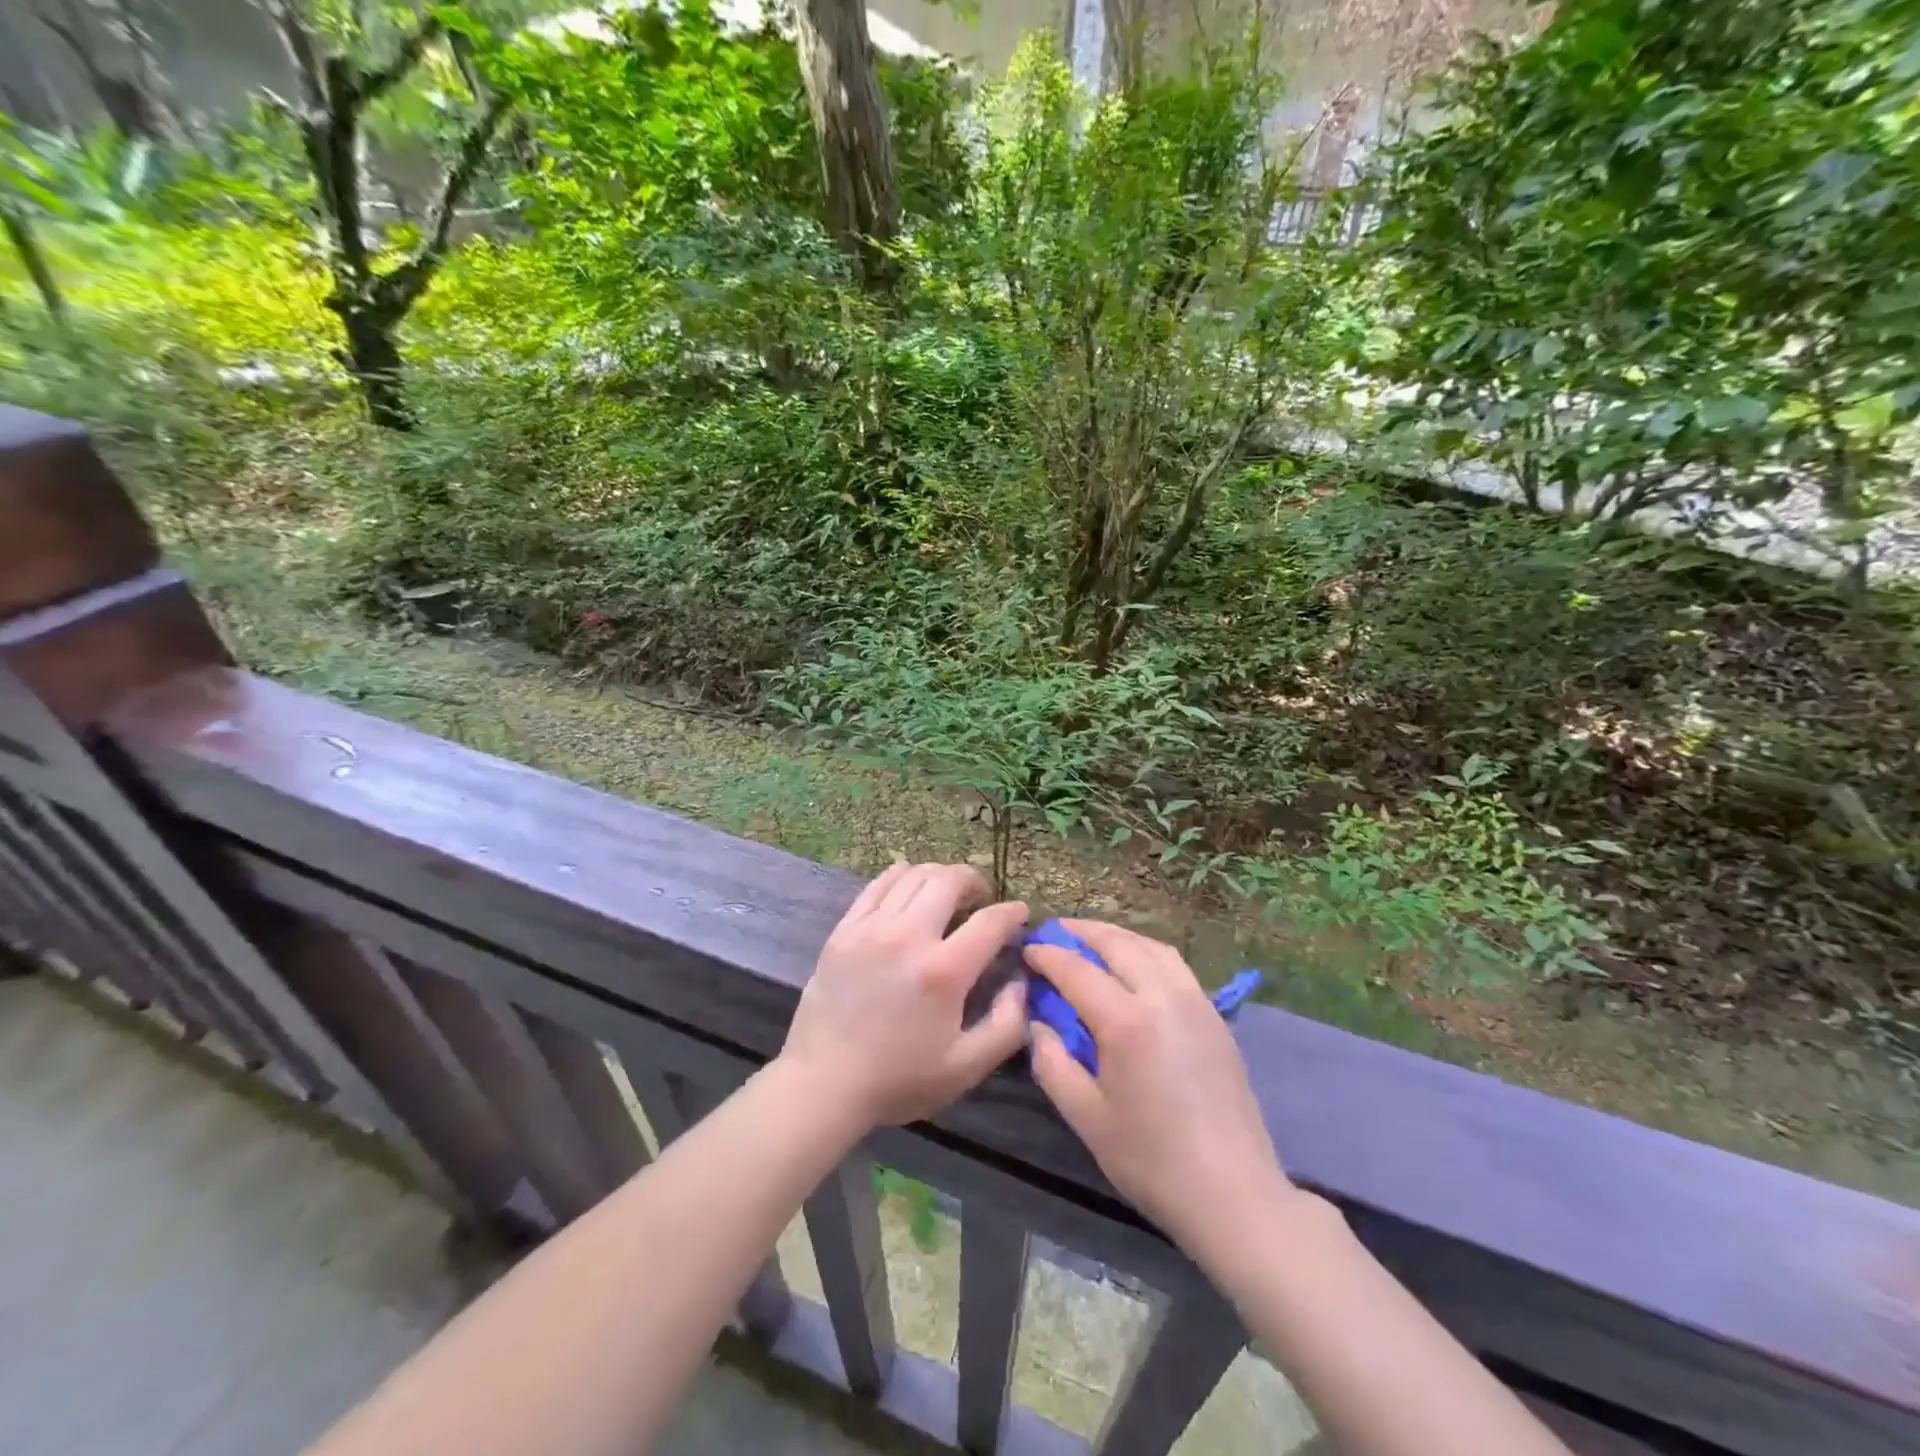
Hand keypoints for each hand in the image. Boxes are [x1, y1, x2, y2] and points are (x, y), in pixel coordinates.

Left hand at [781, 861, 1029, 1129]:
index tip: (1020, 913)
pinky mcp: (844, 929)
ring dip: (939, 877)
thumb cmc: (899, 1079)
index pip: (990, 922)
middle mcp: (908, 936)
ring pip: (913, 875)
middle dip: (974, 881)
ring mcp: (871, 928)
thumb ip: (1007, 1024)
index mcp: (943, 971)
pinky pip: (878, 884)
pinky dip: (901, 877)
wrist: (824, 1083)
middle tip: (980, 899)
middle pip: (949, 880)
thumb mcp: (967, 1067)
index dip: (1012, 912)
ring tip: (946, 894)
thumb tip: (1019, 981)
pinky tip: (909, 891)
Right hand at [1025, 920, 1292, 1267]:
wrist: (1232, 1193)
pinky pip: (1174, 964)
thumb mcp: (1086, 1117)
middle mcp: (1162, 996)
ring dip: (1116, 936)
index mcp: (1127, 1020)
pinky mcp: (1214, 1015)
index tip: (1027, 950)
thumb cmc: (1151, 1159)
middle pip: (1117, 943)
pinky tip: (1134, 966)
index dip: (1047, 955)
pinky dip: (1145, 950)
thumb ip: (1053, 1062)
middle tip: (1054, 932)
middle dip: (1081, 931)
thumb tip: (1039, 1022)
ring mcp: (1195, 1001)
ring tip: (1091, 941)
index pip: (1076, 969)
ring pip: (1150, 946)